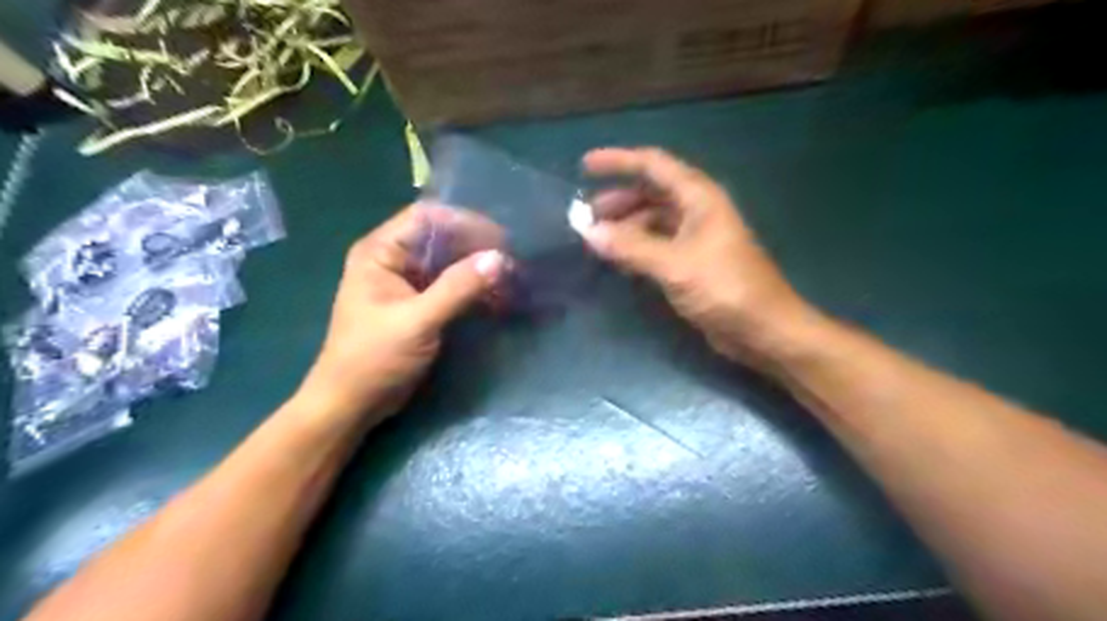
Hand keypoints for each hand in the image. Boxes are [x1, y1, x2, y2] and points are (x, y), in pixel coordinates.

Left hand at [291, 207, 503, 424]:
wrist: (352, 404)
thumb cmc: (374, 359)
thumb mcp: (417, 321)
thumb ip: (458, 288)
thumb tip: (500, 258)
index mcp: (381, 252)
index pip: (426, 217)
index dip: (464, 222)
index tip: (500, 239)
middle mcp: (393, 260)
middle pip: (441, 238)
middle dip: (476, 247)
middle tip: (512, 261)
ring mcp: (407, 282)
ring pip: (449, 263)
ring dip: (478, 269)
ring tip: (511, 279)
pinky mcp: (419, 304)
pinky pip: (451, 286)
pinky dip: (473, 290)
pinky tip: (497, 298)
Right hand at [581, 148, 816, 363]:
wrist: (763, 329)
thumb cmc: (724, 288)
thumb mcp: (674, 265)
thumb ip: (631, 247)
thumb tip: (589, 231)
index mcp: (699, 197)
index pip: (653, 165)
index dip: (619, 161)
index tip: (585, 166)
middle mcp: (697, 210)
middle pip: (651, 192)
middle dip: (618, 200)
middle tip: (586, 215)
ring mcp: (696, 236)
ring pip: (653, 220)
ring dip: (625, 225)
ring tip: (597, 239)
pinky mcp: (694, 261)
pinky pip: (658, 244)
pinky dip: (637, 247)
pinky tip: (618, 259)